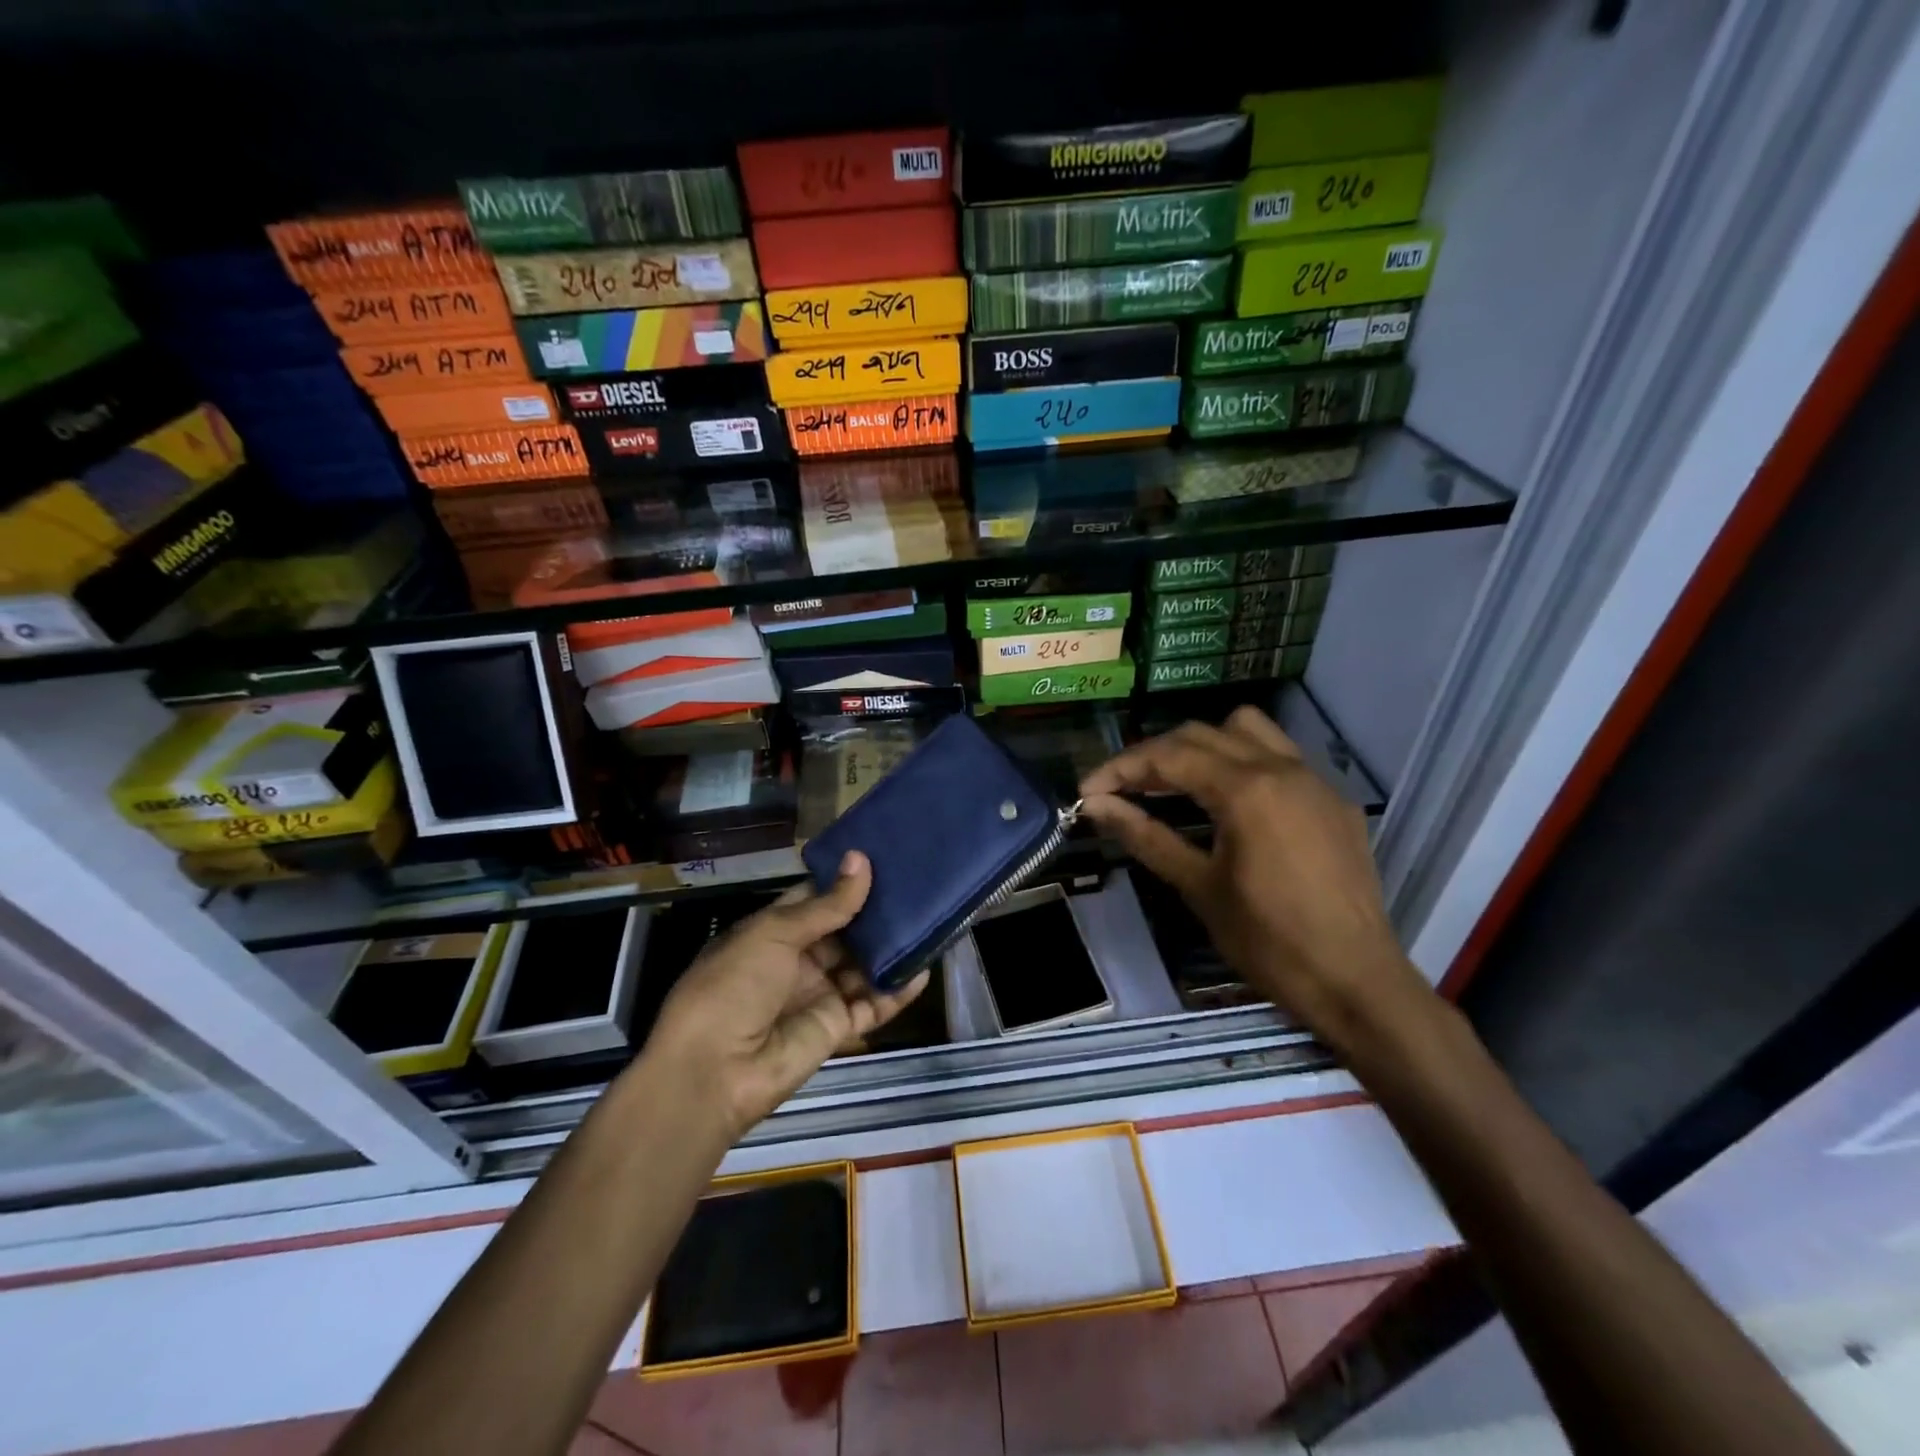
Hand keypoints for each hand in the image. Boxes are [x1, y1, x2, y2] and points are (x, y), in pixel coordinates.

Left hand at [644, 852, 929, 1141]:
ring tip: (930, 921)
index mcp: (773, 932)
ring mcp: (819, 994)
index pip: (817, 899)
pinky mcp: (837, 1027)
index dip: (846, 880)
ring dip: (891, 948)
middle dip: (876, 912)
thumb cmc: (733, 986)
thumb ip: (827, 905)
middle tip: (919, 884)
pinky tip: (924, 970)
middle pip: (845, 931)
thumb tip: (861, 860)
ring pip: (863, 965)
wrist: (713, 1072)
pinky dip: (898, 991)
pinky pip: (873, 1004)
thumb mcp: (774, 934)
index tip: (885, 857)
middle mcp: (798, 960)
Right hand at [1079, 707, 1431, 1055]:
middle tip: (1121, 790)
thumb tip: (1096, 806)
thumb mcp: (1198, 887)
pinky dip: (1244, 762)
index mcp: (1246, 790)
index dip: (1120, 769)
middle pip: (1201, 734)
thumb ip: (1145, 835)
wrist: (1356, 983)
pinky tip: (1232, 803)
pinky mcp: (1334, 801)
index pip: (1168, 756)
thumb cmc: (1269, 942)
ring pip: (1247, 730)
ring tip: (1177, 783)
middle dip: (1153, 756)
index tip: (1088, 792)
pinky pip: (1281, 756)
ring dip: (1203, 745)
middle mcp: (1282, 768)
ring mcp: (1315, 780)